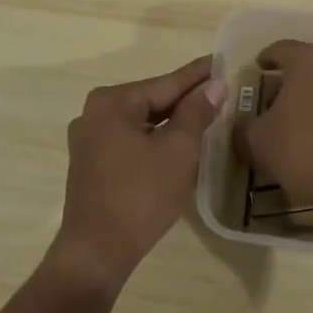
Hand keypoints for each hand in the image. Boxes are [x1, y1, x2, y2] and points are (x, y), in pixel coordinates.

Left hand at [48, 56, 226, 290]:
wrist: (98, 251)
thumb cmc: (141, 195)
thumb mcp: (178, 150)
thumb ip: (196, 113)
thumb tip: (215, 85)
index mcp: (111, 103)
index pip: (166, 83)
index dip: (197, 75)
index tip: (221, 60)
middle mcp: (94, 114)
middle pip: (152, 101)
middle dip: (186, 98)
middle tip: (221, 89)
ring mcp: (90, 141)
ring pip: (143, 123)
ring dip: (173, 121)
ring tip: (208, 113)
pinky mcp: (93, 165)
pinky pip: (132, 142)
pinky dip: (157, 140)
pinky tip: (180, 142)